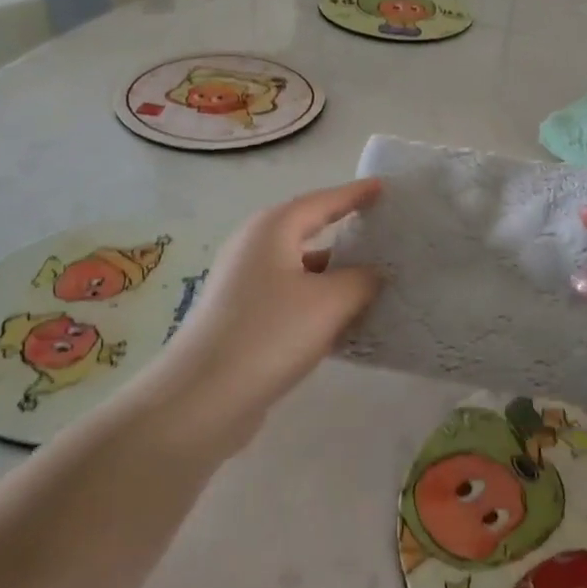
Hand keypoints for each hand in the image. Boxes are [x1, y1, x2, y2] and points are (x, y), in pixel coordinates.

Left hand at [147, 179, 383, 452]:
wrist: (202, 399)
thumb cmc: (269, 334)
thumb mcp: (330, 303)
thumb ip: (362, 280)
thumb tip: (374, 273)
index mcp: (272, 229)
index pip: (322, 201)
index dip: (355, 194)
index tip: (384, 188)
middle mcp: (254, 248)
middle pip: (308, 230)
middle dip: (346, 231)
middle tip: (384, 232)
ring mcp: (244, 284)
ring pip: (301, 269)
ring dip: (335, 274)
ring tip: (376, 281)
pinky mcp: (242, 319)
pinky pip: (291, 298)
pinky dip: (319, 302)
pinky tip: (345, 322)